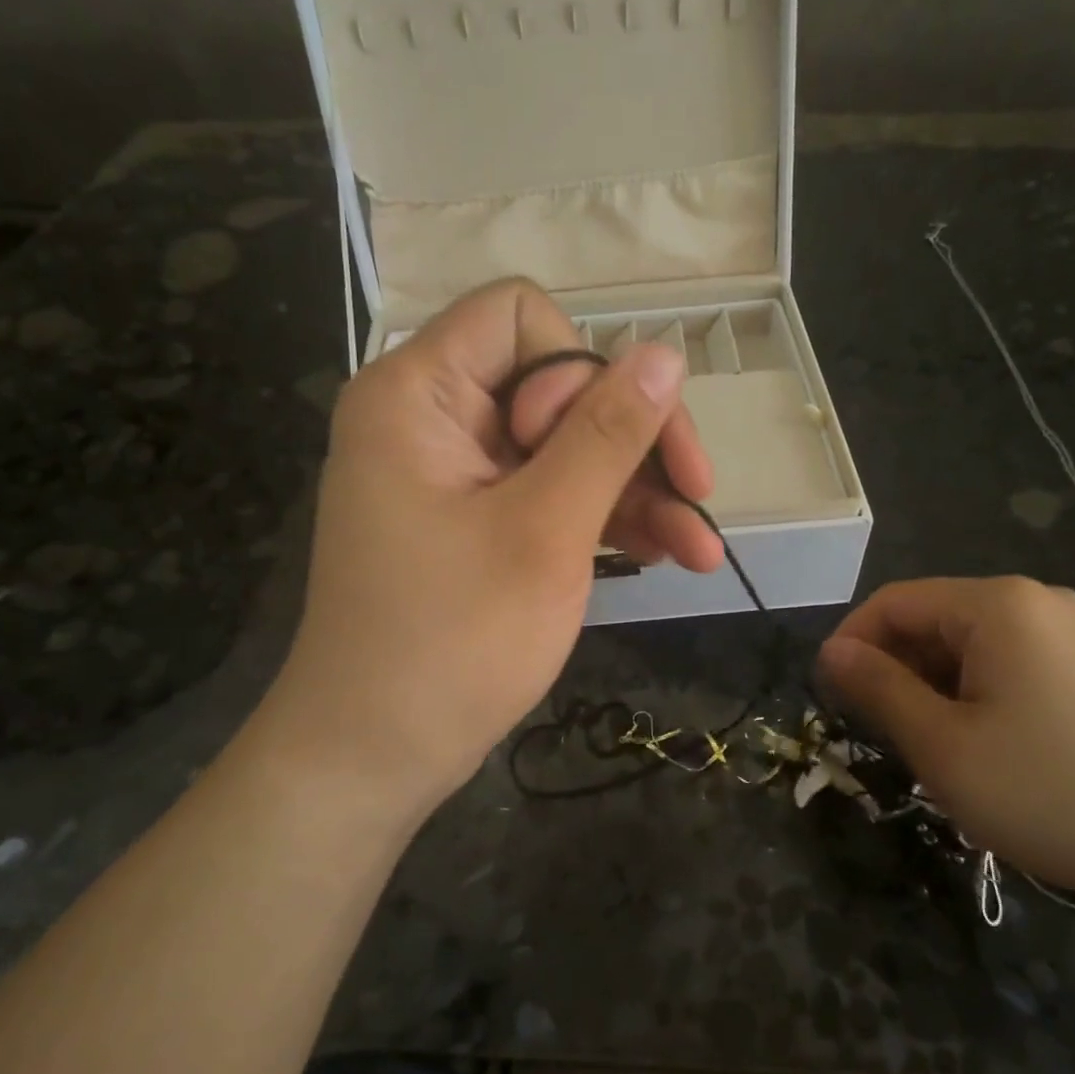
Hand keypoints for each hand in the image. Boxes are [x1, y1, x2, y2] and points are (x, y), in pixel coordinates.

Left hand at [258, 278, 722, 809]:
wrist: (375, 757)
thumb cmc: (452, 642)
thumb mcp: (544, 532)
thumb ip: (607, 436)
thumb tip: (665, 354)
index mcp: (417, 394)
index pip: (519, 316)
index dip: (578, 370)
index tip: (597, 447)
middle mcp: (430, 419)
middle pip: (555, 384)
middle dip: (632, 440)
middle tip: (698, 495)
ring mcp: (453, 474)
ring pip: (565, 446)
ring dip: (636, 490)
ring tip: (699, 551)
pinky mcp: (474, 521)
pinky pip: (548, 493)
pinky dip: (603, 519)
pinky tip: (664, 555)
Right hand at [816, 577, 1074, 924]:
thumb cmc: (1050, 791)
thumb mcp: (943, 745)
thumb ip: (878, 688)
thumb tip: (832, 651)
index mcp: (997, 604)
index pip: (894, 602)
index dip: (851, 642)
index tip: (828, 694)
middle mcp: (1037, 600)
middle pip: (934, 618)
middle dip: (894, 666)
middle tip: (875, 729)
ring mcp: (1073, 631)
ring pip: (971, 643)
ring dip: (932, 683)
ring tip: (925, 742)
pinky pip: (1011, 661)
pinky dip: (975, 691)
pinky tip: (979, 741)